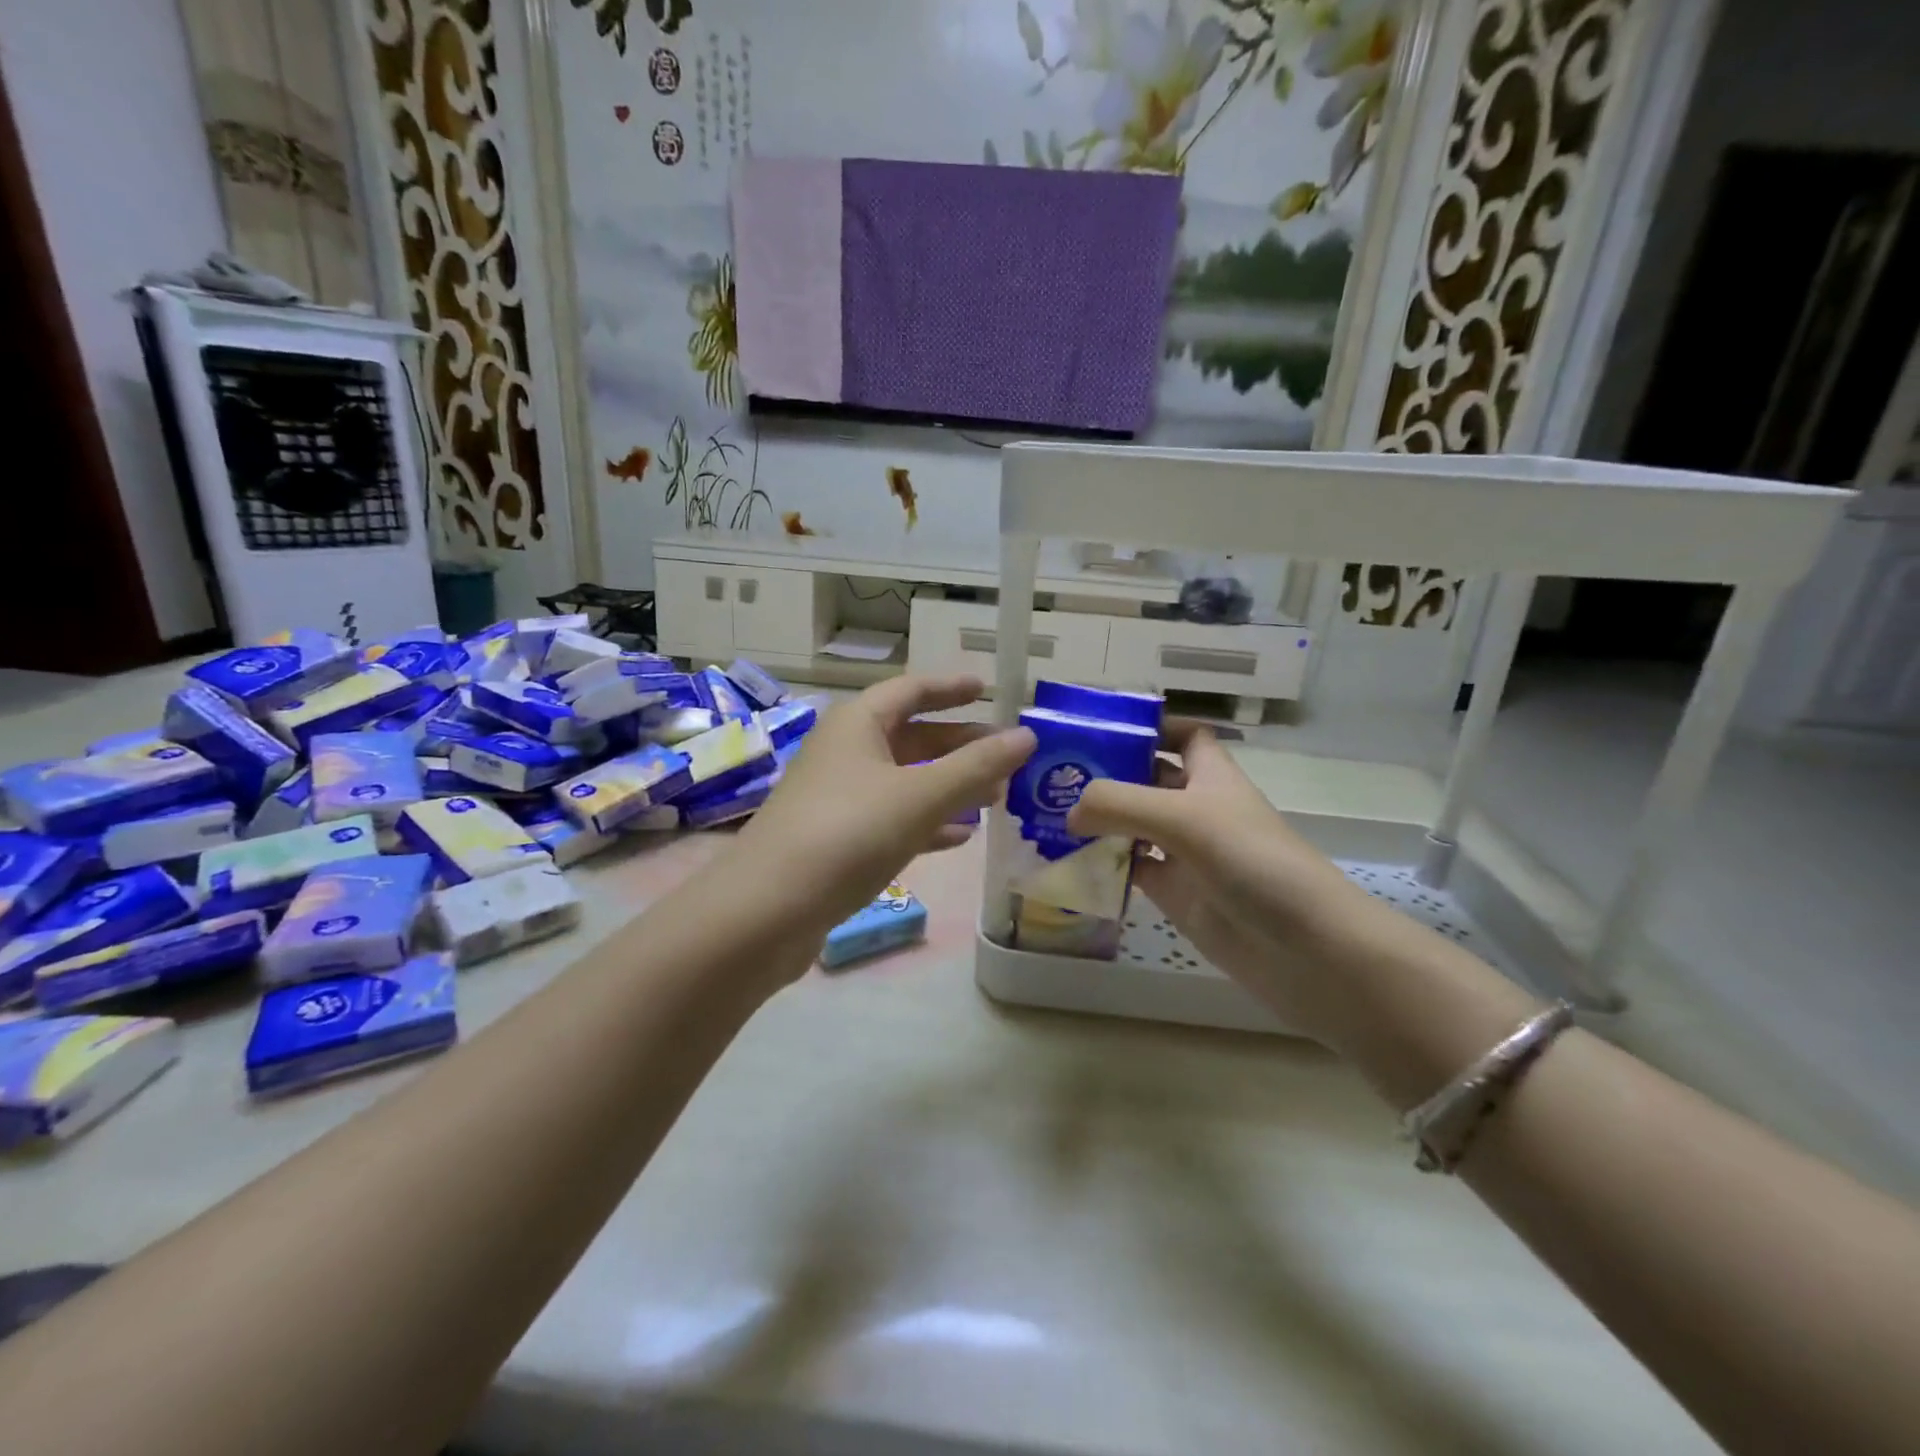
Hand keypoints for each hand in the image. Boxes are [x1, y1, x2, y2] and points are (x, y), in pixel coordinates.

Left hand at [734, 675, 1035, 939]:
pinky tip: (959, 837)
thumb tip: (1026, 736)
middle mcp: (846, 751)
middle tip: (1007, 756)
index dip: (951, 688)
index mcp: (858, 723)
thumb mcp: (920, 796)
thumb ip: (976, 767)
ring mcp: (839, 797)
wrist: (768, 910)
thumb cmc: (848, 834)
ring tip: (996, 797)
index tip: (989, 689)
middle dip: (960, 745)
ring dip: (949, 786)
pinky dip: (927, 822)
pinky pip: (893, 818)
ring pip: (905, 780)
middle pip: (912, 736)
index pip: (912, 690)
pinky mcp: (838, 839)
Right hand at [1066, 720, 1379, 1038]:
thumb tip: (1069, 810)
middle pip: (1148, 779)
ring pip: (1134, 826)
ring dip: (1099, 820)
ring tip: (1047, 814)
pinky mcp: (1177, 895)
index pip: (1183, 735)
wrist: (1305, 949)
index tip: (1100, 729)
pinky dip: (1104, 865)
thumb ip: (1120, 804)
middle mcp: (1197, 809)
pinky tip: (1069, 862)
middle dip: (1108, 773)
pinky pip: (1132, 871)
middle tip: (1053, 774)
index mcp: (1211, 776)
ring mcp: (1186, 854)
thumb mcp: (1184, 817)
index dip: (1150, 726)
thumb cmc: (1253, 862)